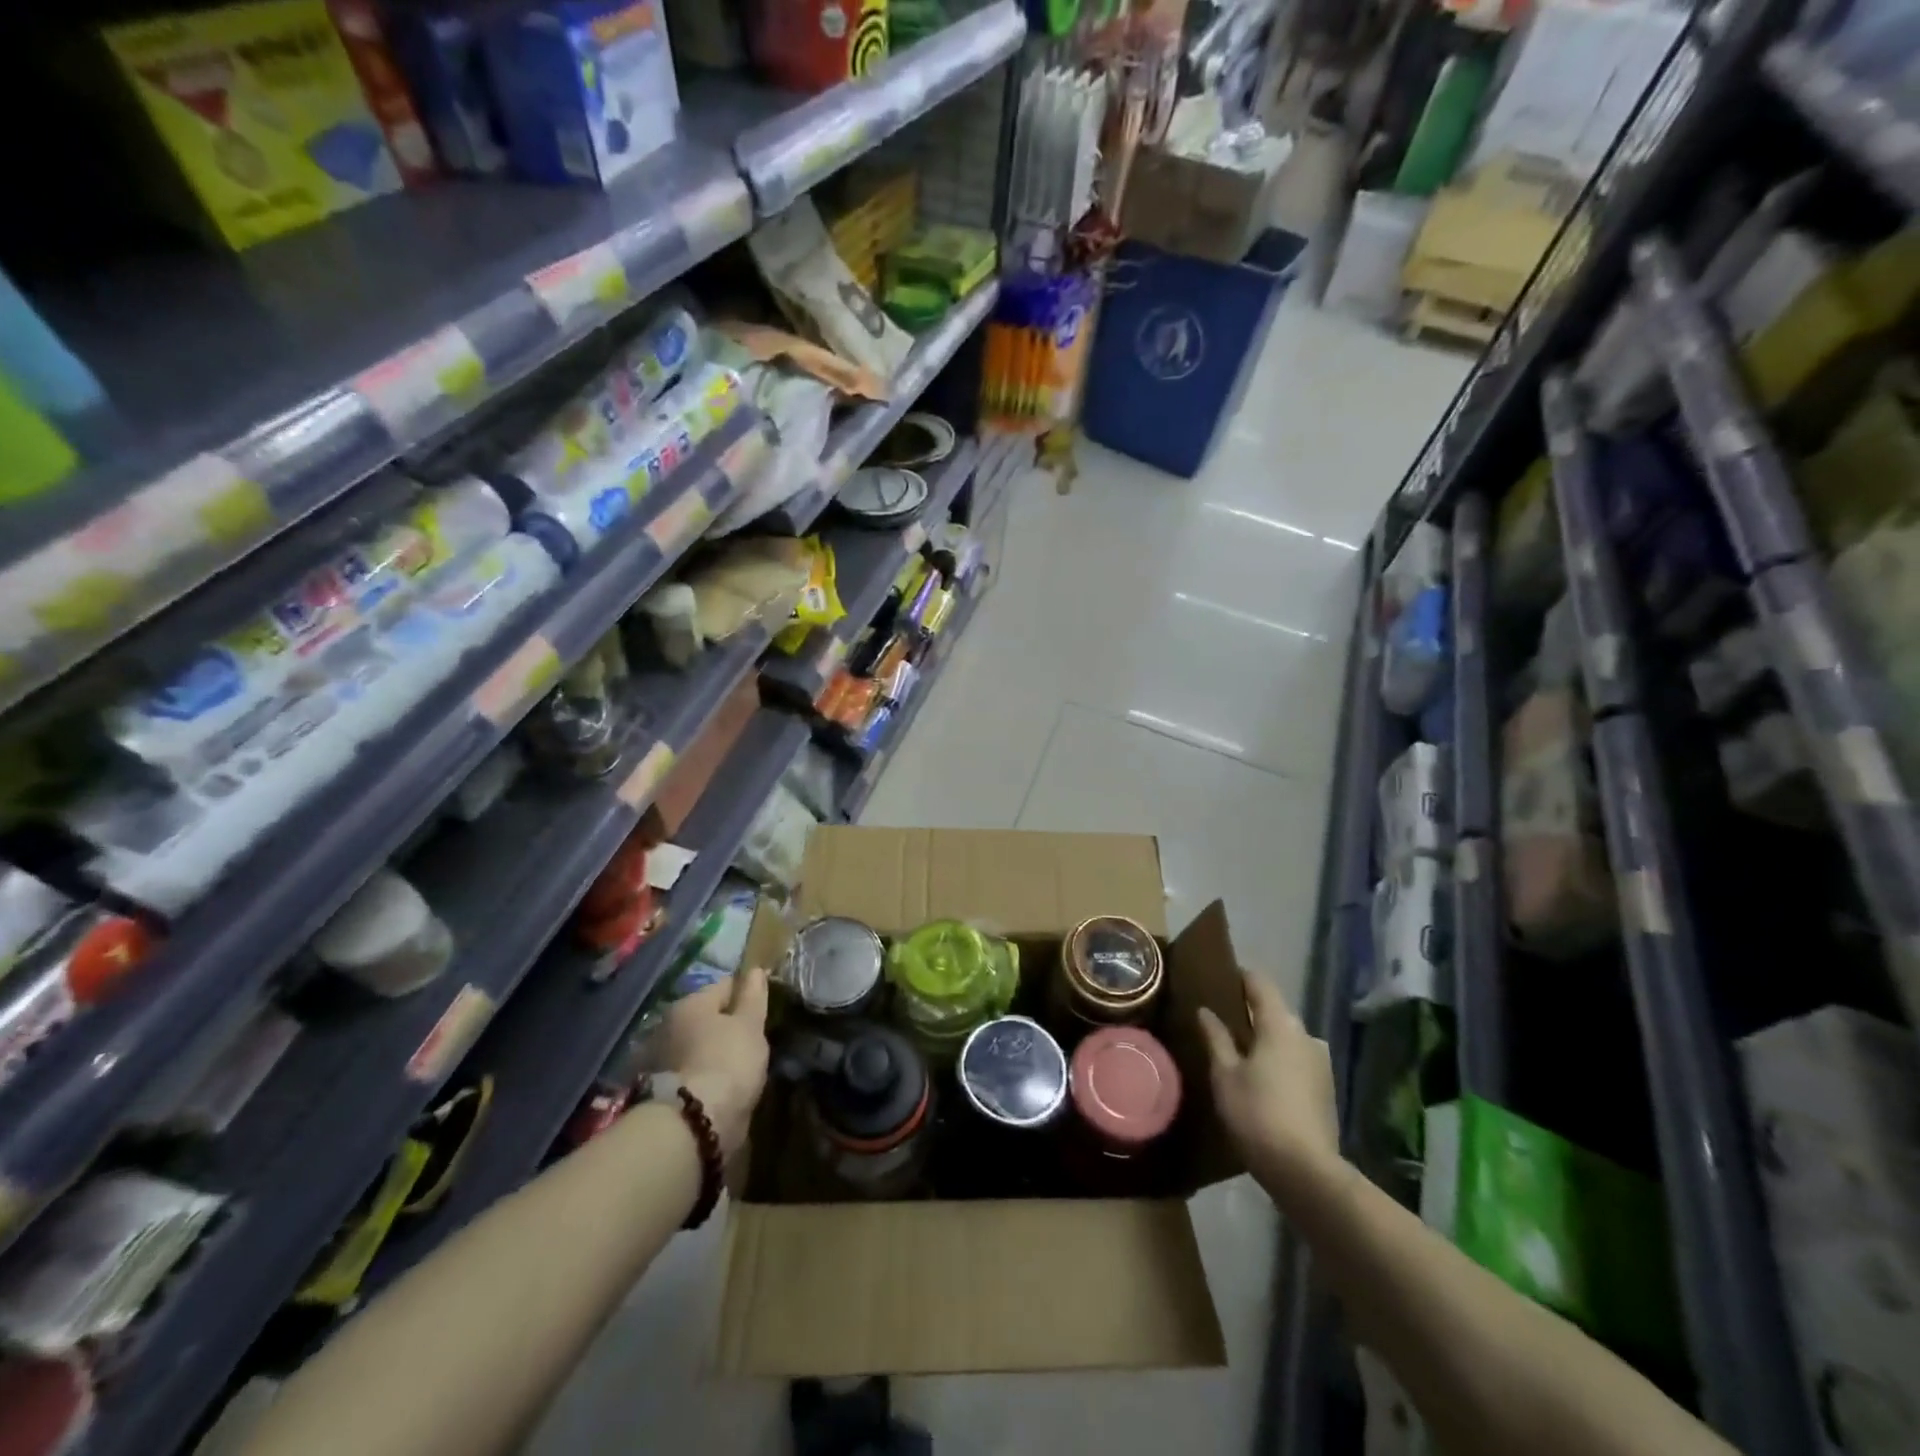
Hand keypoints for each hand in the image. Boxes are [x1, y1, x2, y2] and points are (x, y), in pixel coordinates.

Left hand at [662, 966, 770, 1158]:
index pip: (725, 985)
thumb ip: (753, 996)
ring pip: (696, 1046)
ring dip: (711, 1052)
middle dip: (726, 1026)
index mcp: (690, 1003)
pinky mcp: (656, 1092)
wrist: (691, 1125)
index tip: (763, 1009)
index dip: (747, 994)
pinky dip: (701, 1075)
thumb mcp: (750, 1025)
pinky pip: (689, 1073)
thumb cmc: (727, 1062)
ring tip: (736, 1068)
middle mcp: (667, 1024)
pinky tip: (718, 1087)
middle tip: (751, 1041)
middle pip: (706, 1017)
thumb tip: (755, 969)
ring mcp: (658, 1059)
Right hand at [1197, 970, 1341, 1200]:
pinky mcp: (1326, 1088)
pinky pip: (1296, 1059)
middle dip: (1250, 1011)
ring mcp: (1320, 1062)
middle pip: (1275, 1010)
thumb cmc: (1257, 1114)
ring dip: (1265, 1038)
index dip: (1240, 977)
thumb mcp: (1225, 1074)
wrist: (1307, 1172)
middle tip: (1220, 1019)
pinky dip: (1278, 1059)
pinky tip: (1260, 1077)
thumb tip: (1206, 1010)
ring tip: (1238, 1051)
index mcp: (1280, 1024)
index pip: (1260, 984)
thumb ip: (1216, 1038)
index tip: (1219, 979)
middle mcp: (1306, 1035)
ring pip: (1286, 1037)